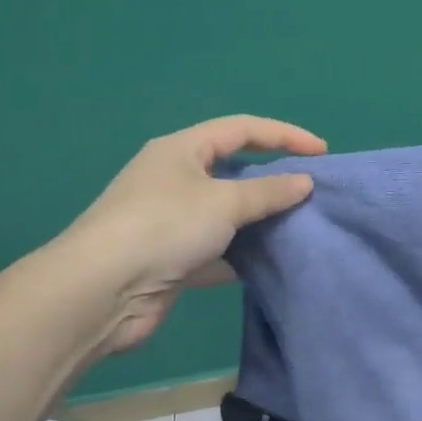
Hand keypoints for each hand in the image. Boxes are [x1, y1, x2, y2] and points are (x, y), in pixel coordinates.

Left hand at [65, 115, 327, 353]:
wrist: (100, 292)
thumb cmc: (164, 227)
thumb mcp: (223, 202)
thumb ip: (268, 192)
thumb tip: (304, 181)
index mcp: (182, 150)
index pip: (242, 129)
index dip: (284, 135)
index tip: (321, 152)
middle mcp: (175, 179)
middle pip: (234, 170)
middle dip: (273, 180)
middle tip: (311, 192)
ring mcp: (171, 220)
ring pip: (227, 213)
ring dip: (259, 220)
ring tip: (300, 227)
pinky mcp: (171, 259)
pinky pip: (217, 249)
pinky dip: (242, 254)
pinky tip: (271, 263)